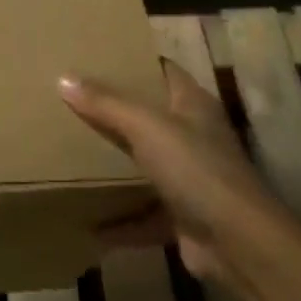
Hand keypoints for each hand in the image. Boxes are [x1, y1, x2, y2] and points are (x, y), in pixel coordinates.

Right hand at [59, 59, 271, 284]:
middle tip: (71, 101)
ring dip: (115, 166)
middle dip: (114, 112)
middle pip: (149, 117)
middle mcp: (194, 137)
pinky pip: (143, 214)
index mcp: (193, 105)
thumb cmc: (195, 169)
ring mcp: (190, 179)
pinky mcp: (182, 216)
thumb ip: (105, 103)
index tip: (96, 56)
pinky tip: (88, 224)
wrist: (238, 244)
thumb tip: (63, 78)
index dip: (135, 61)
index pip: (163, 70)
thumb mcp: (146, 127)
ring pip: (144, 165)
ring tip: (72, 154)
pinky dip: (119, 221)